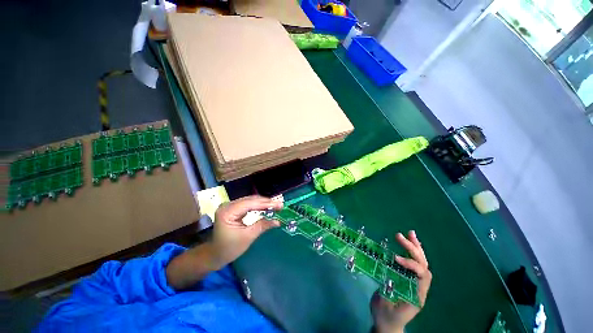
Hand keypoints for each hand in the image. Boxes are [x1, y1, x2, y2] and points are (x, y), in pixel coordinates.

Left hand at [211, 195, 282, 266]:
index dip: (266, 203)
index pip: (250, 203)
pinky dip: (258, 206)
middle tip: (280, 205)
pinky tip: (266, 207)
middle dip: (266, 202)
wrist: (215, 254)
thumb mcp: (247, 237)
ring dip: (264, 203)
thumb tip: (278, 221)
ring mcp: (230, 206)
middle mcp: (228, 205)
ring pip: (250, 200)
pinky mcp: (233, 208)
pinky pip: (248, 204)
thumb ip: (263, 225)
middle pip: (251, 200)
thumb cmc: (229, 248)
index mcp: (227, 212)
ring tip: (276, 205)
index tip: (279, 205)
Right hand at [370, 231, 431, 332]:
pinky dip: (411, 252)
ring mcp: (414, 282)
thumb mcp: (385, 304)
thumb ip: (386, 288)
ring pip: (421, 262)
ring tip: (409, 233)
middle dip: (413, 249)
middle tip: (400, 236)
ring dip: (415, 247)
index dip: (411, 264)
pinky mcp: (407, 278)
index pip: (422, 275)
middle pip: (423, 265)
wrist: (387, 324)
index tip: (396, 258)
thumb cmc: (386, 316)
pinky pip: (413, 263)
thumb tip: (386, 273)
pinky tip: (407, 243)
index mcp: (417, 294)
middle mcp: (419, 287)